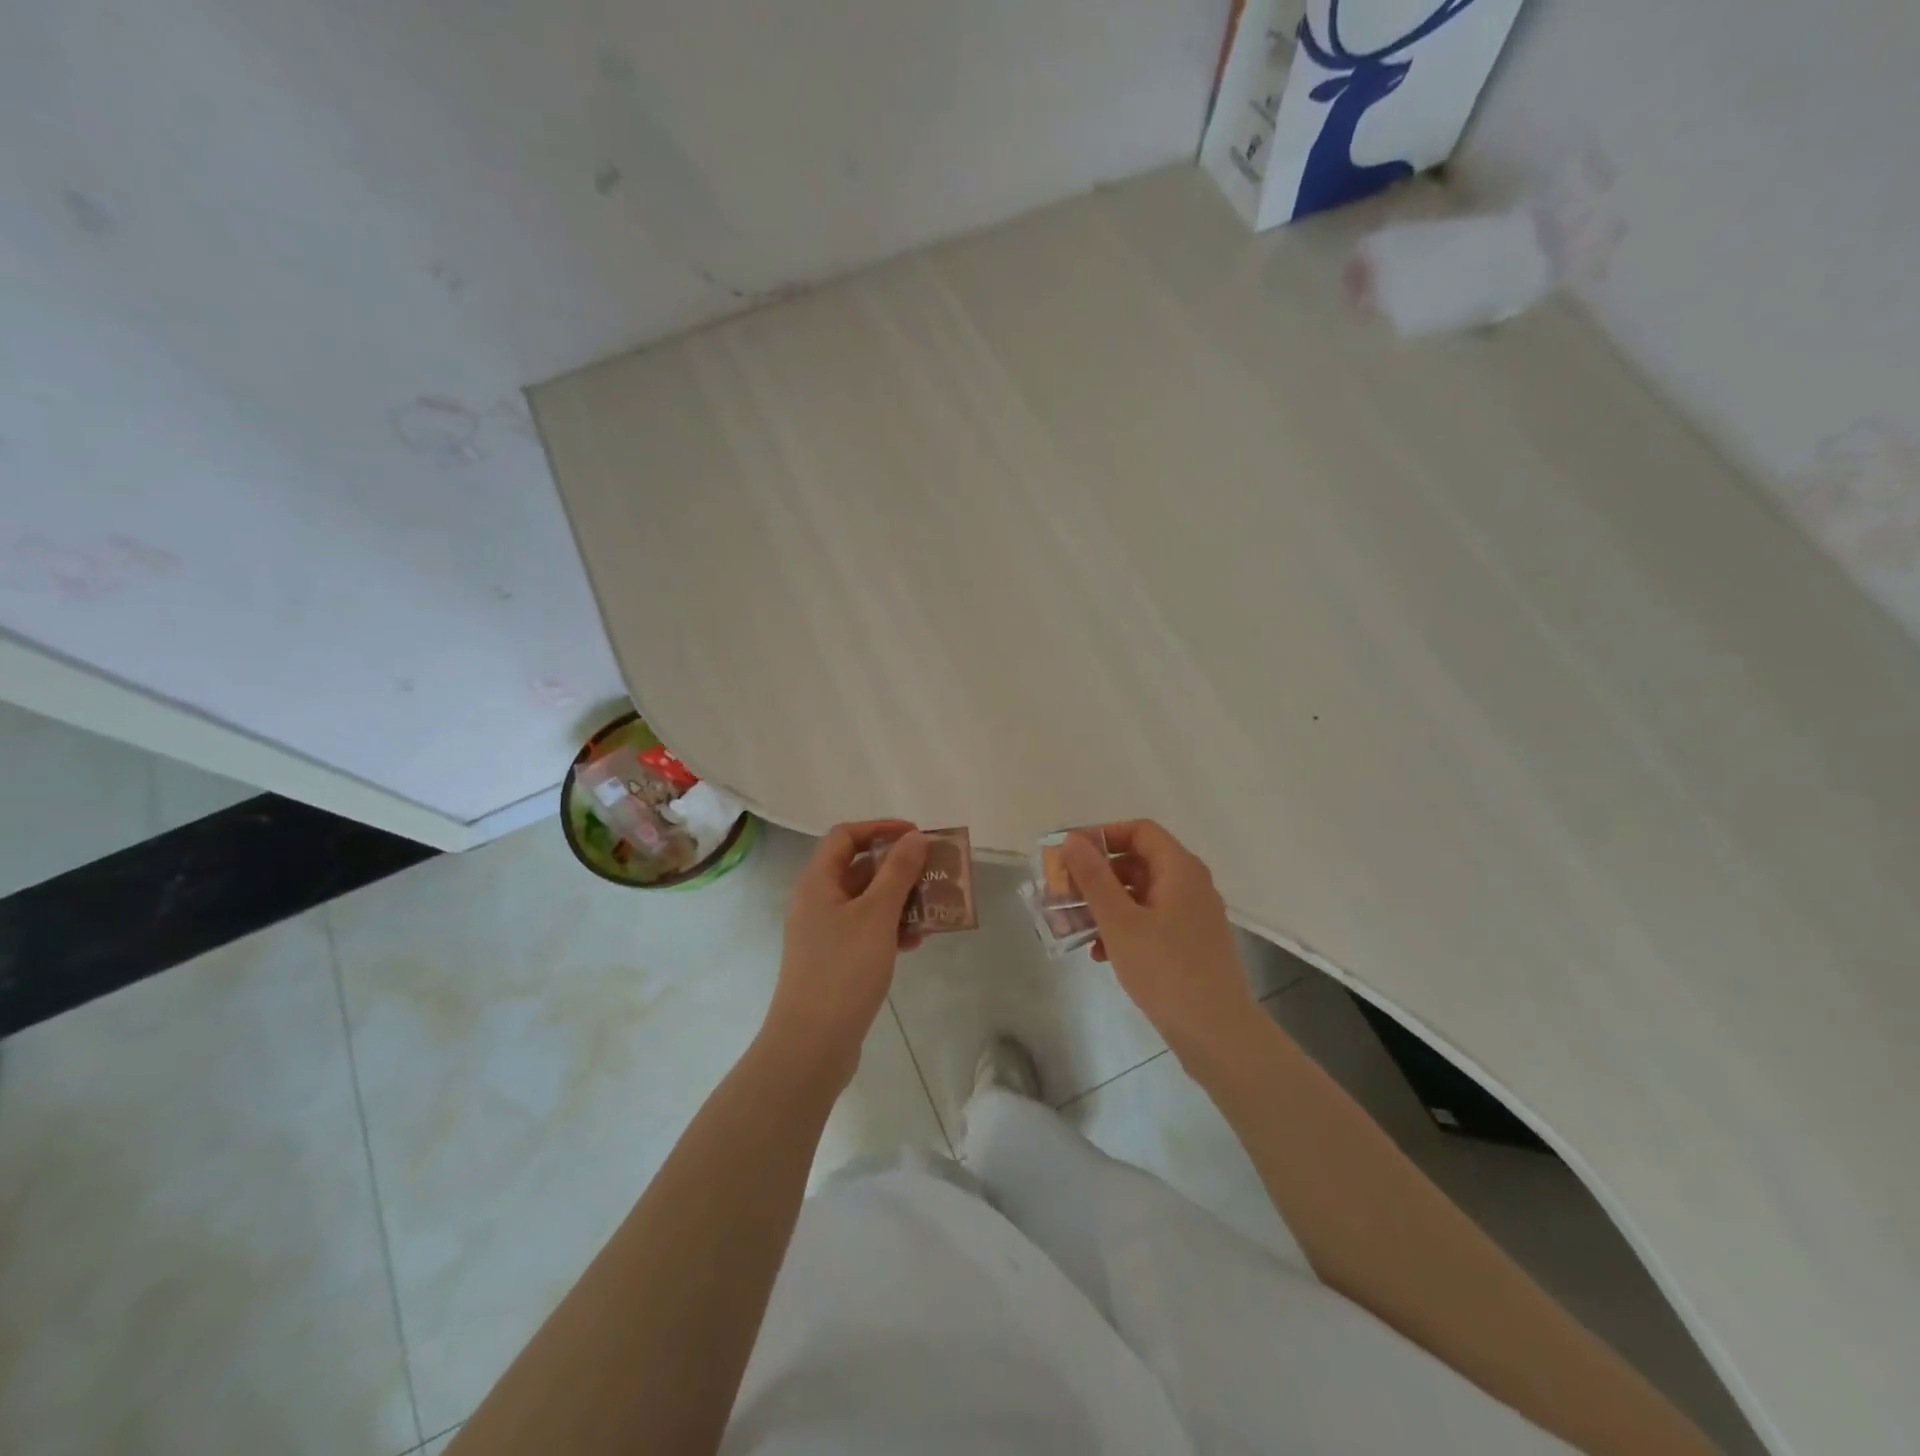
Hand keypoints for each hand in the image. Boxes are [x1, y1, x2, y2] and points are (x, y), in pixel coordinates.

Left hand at [761, 820, 927, 1085]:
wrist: (812, 1044)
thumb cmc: (843, 969)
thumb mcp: (877, 914)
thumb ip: (898, 872)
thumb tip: (914, 837)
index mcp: (818, 883)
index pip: (845, 836)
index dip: (880, 828)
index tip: (916, 835)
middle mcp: (817, 902)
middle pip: (859, 868)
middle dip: (898, 867)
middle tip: (933, 871)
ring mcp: (825, 934)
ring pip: (866, 902)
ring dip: (900, 900)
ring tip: (933, 907)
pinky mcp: (835, 962)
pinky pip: (867, 931)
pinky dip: (891, 929)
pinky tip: (916, 942)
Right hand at [1062, 821, 1261, 1058]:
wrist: (1217, 1033)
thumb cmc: (1165, 970)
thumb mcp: (1119, 921)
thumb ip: (1094, 878)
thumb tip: (1073, 841)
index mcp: (1180, 869)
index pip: (1140, 831)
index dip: (1103, 835)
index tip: (1070, 854)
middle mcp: (1192, 884)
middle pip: (1139, 862)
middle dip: (1099, 875)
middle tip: (1066, 892)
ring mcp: (1195, 915)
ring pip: (1143, 894)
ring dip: (1107, 904)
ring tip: (1077, 926)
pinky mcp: (1193, 943)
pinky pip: (1153, 920)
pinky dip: (1125, 927)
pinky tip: (1102, 953)